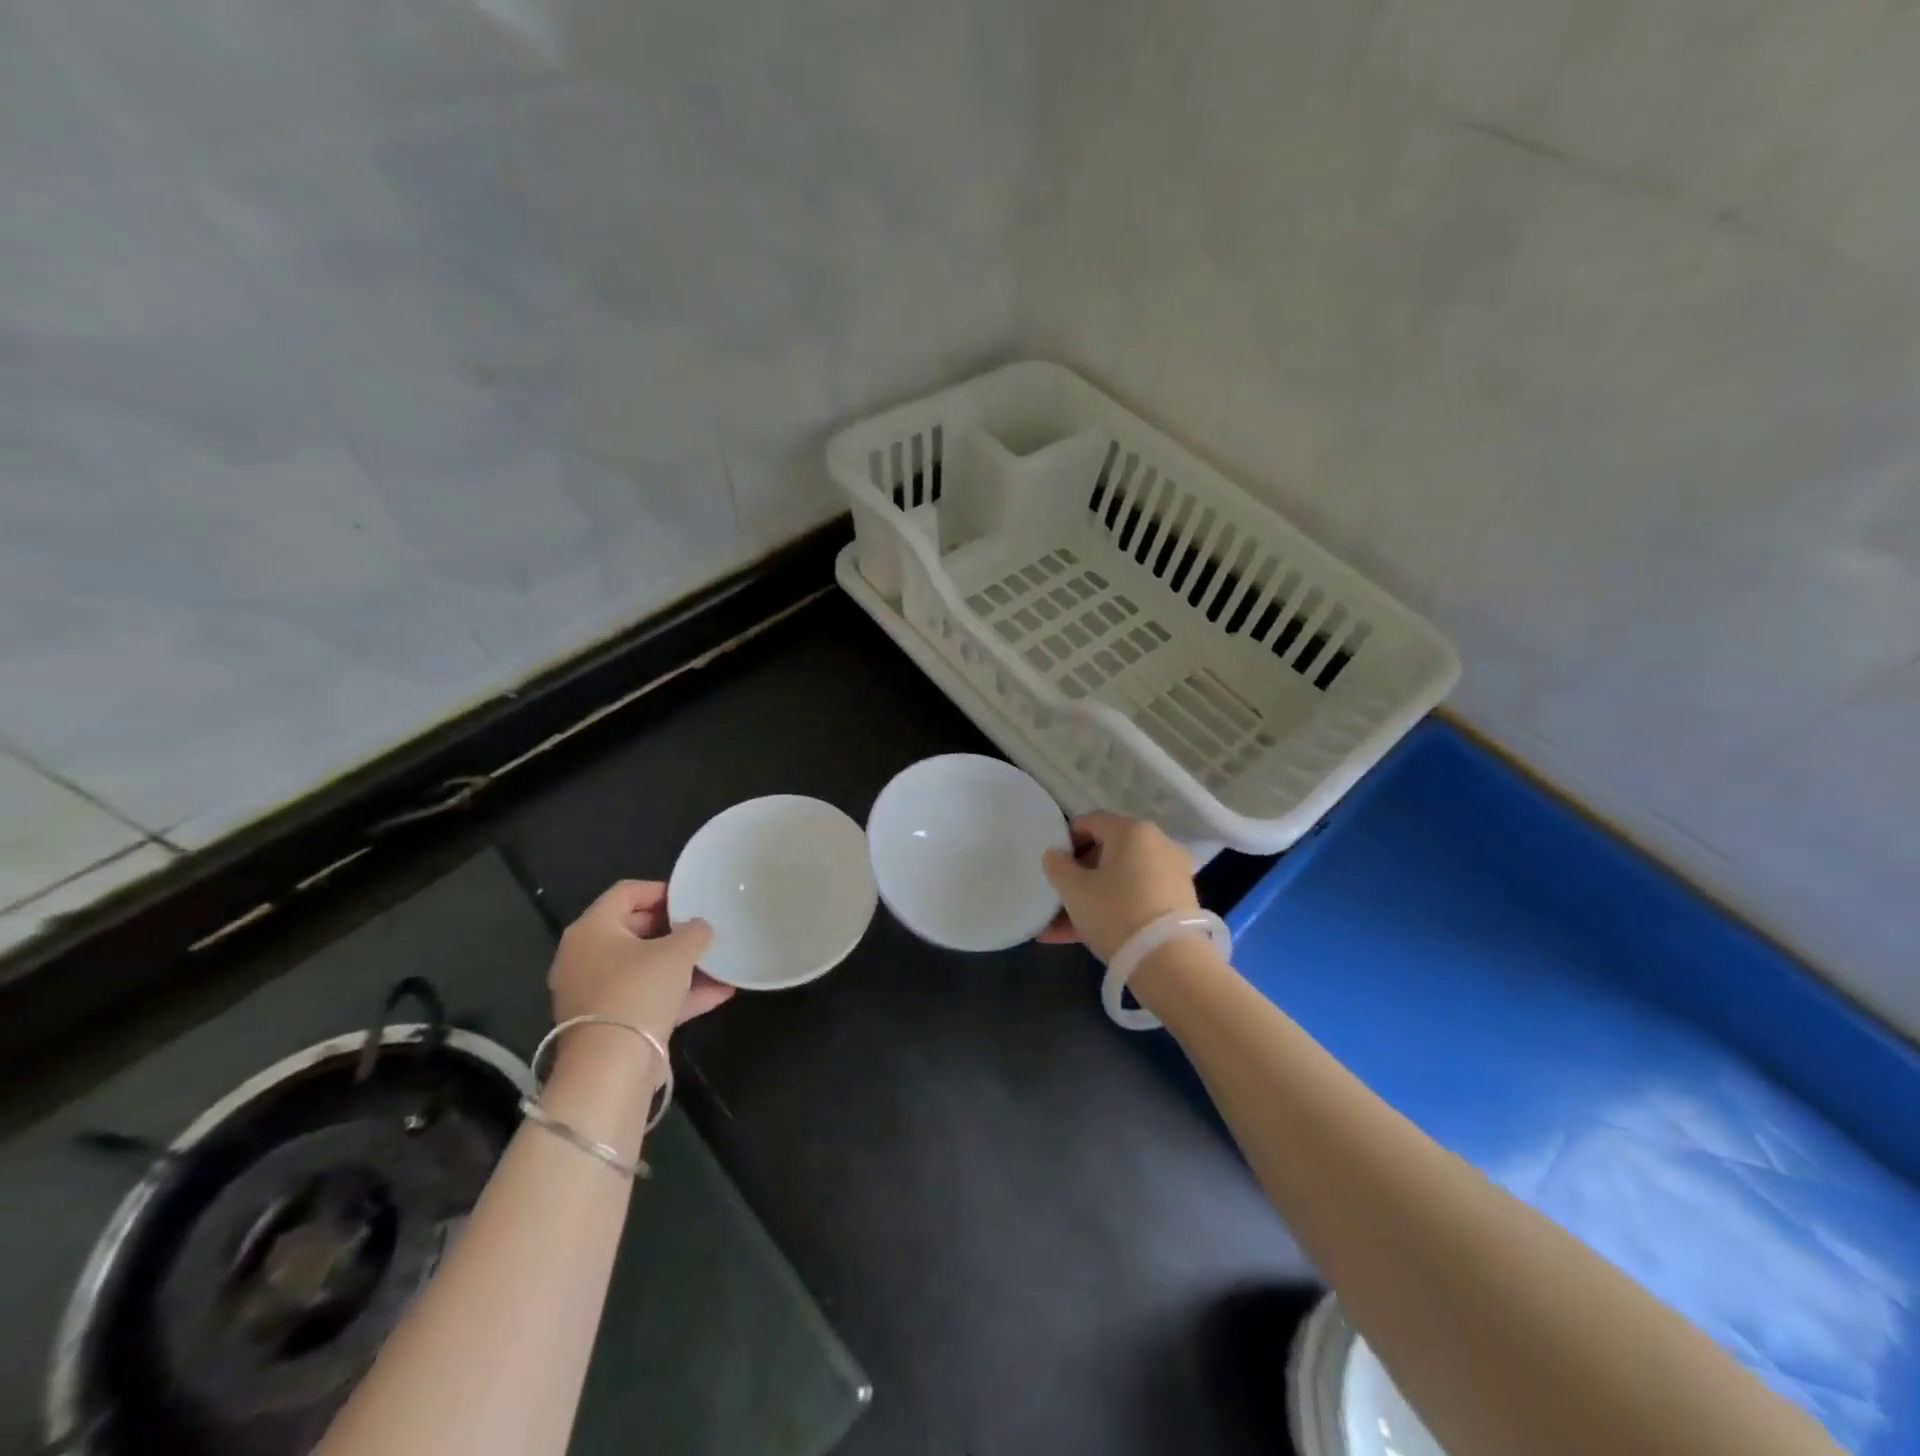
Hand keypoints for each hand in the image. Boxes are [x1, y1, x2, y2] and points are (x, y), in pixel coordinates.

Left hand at [548, 880, 731, 1041]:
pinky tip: (718, 993)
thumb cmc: (639, 990)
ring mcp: (593, 992)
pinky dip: (676, 993)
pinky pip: (645, 996)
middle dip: (673, 929)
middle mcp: (583, 957)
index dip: (662, 890)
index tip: (692, 898)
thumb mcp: (678, 952)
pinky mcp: (607, 1023)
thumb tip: (699, 927)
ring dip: (680, 965)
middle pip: (633, 929)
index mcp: (591, 929)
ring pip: (642, 967)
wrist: (612, 1067)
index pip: (626, 893)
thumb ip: (695, 931)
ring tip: (718, 962)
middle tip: (703, 929)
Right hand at [1037, 812, 1199, 962]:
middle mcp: (1157, 844)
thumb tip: (1055, 854)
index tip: (1051, 864)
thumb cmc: (1115, 912)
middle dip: (1078, 875)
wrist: (1170, 963)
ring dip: (1089, 898)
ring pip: (1119, 881)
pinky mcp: (1177, 904)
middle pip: (1107, 852)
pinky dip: (1111, 910)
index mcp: (1132, 831)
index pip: (1090, 822)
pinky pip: (1134, 899)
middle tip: (1056, 896)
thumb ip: (1057, 866)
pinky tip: (1079, 936)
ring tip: (1057, 926)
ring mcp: (1170, 875)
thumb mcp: (1074, 890)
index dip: (1065, 840)